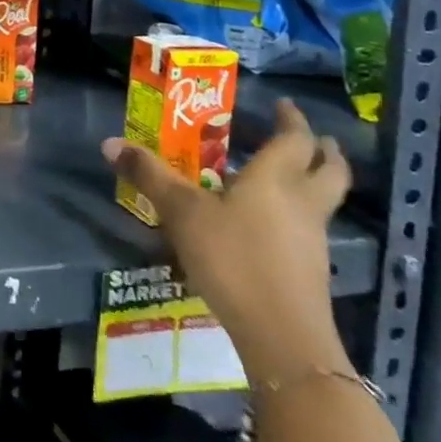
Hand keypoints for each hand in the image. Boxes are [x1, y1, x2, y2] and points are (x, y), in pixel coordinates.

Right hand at [104, 99, 350, 383]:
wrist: (282, 336)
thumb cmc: (233, 258)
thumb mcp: (181, 212)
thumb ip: (149, 176)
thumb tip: (109, 142)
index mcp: (275, 180)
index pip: (294, 140)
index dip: (291, 120)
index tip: (284, 105)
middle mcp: (302, 204)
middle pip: (331, 171)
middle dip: (324, 151)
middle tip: (314, 138)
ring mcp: (312, 240)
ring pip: (324, 201)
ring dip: (314, 183)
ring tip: (289, 177)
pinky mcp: (310, 271)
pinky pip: (311, 229)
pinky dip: (300, 216)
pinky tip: (273, 225)